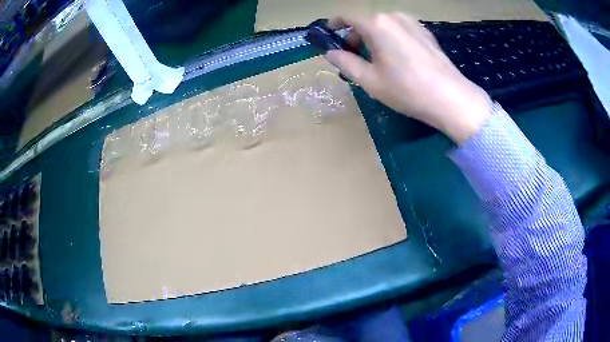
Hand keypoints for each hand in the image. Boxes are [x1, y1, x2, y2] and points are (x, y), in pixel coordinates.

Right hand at [325, 13, 491, 143]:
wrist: (450, 97)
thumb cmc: (406, 89)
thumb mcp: (369, 80)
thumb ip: (345, 62)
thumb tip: (330, 53)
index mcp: (376, 24)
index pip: (347, 15)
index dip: (335, 23)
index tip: (331, 34)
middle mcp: (394, 16)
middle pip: (366, 20)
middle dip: (355, 35)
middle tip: (354, 56)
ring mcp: (412, 22)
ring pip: (384, 24)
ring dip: (374, 37)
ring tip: (377, 59)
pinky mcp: (425, 32)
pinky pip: (400, 29)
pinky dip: (391, 38)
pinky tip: (397, 58)